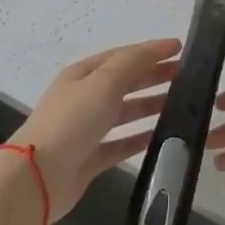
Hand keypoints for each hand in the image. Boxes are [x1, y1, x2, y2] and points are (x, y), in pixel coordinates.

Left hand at [14, 38, 182, 224]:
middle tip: (187, 77)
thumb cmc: (72, 121)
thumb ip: (132, 63)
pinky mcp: (90, 158)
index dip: (151, 50)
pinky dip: (139, 139)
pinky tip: (161, 138)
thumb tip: (157, 47)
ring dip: (149, 106)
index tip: (181, 49)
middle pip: (124, 82)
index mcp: (83, 74)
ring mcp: (86, 129)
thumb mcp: (103, 82)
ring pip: (124, 113)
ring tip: (181, 106)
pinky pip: (120, 144)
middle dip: (153, 76)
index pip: (122, 56)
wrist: (37, 177)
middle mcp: (84, 98)